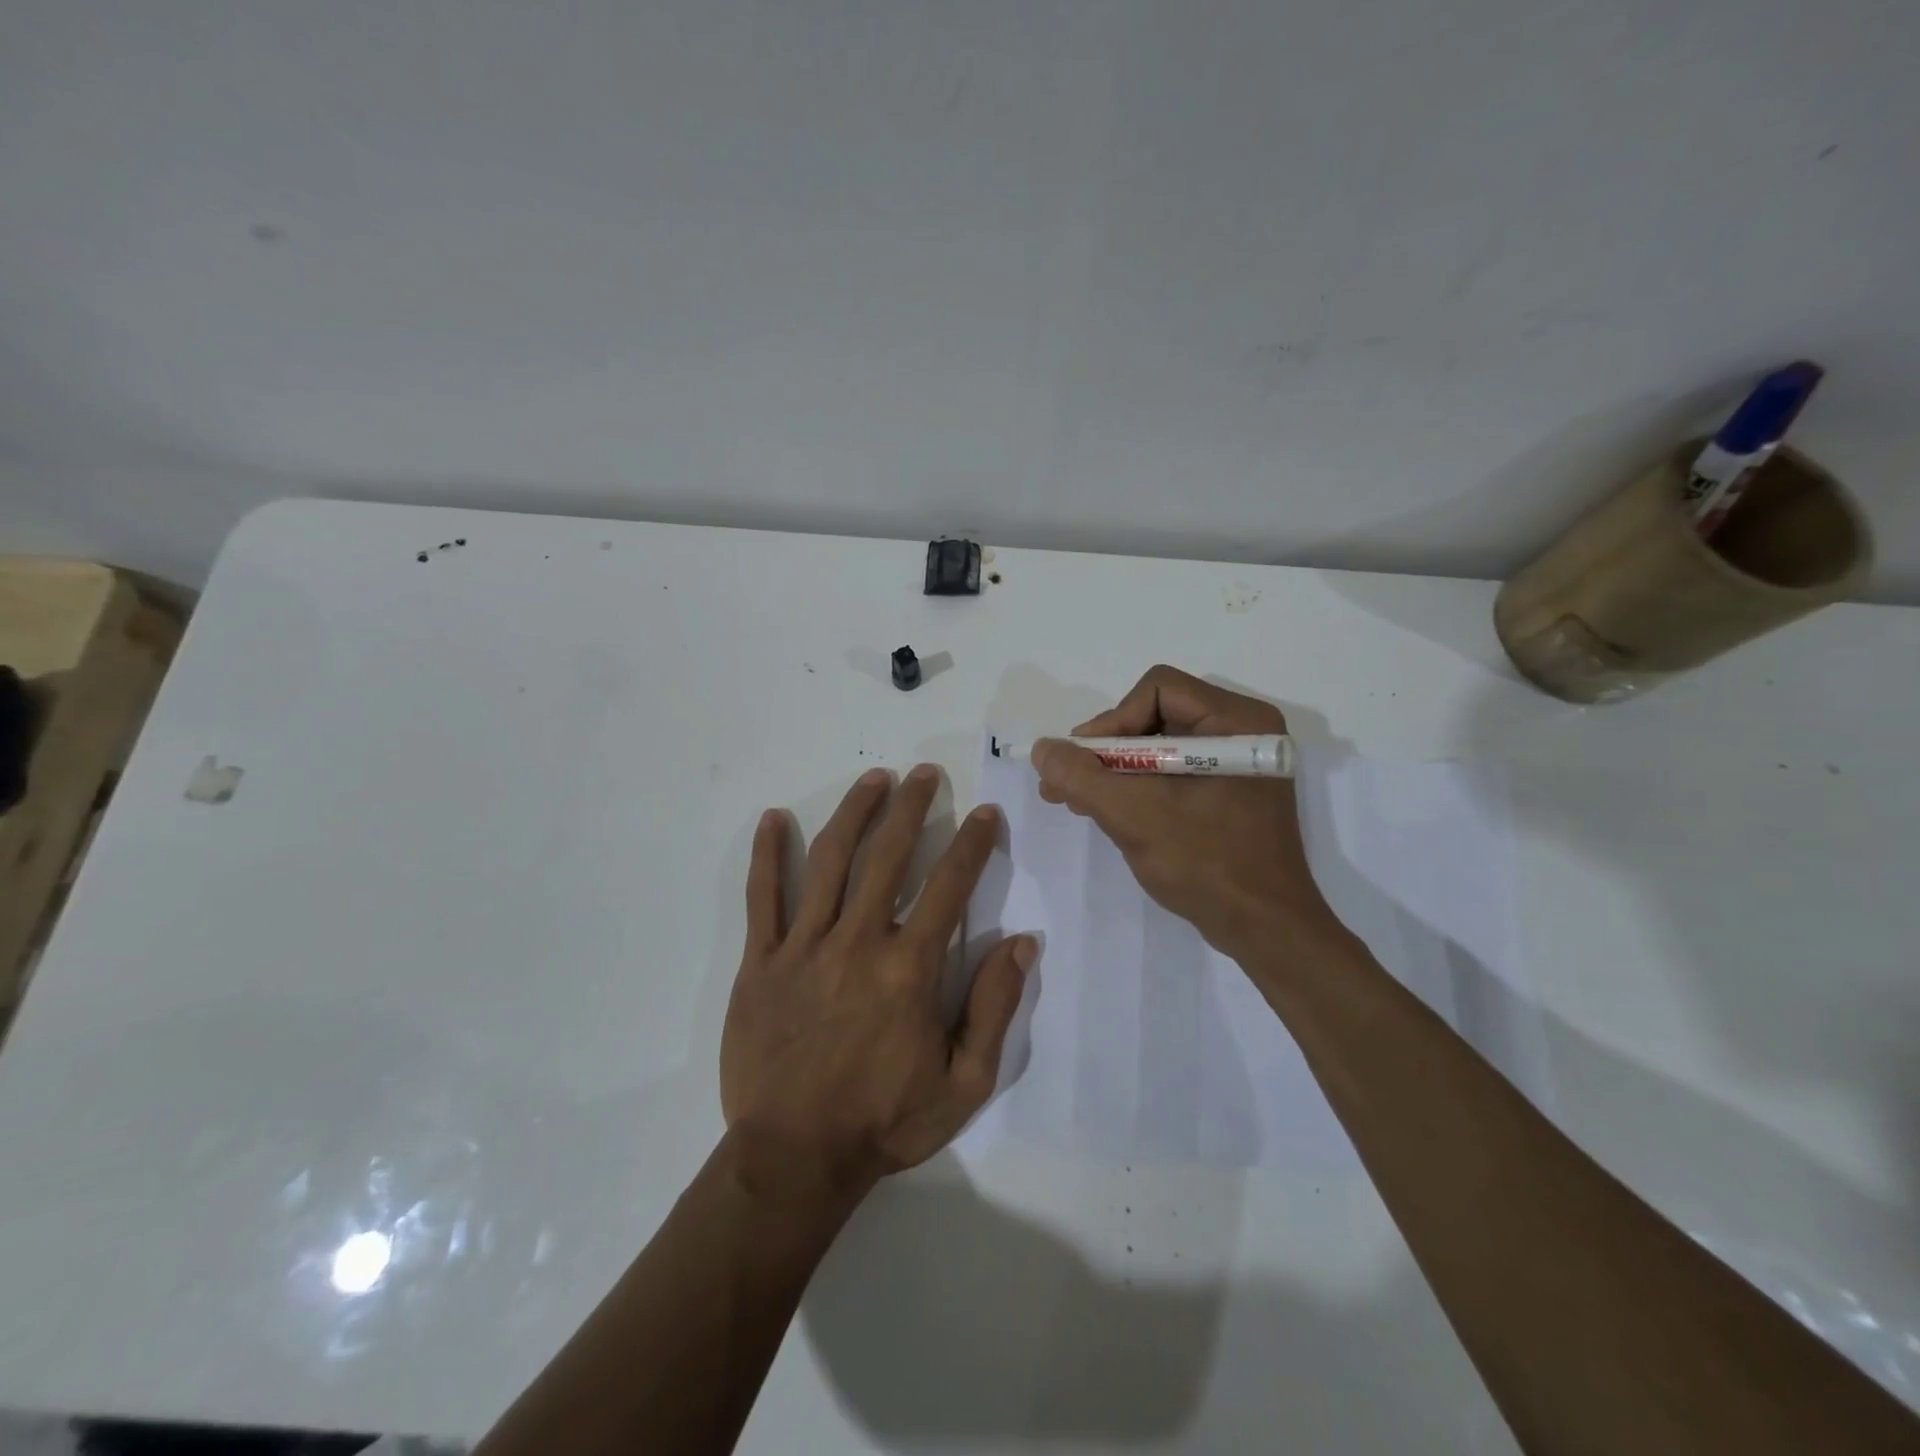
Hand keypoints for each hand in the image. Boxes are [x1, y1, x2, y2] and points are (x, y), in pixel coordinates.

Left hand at [721, 765, 1033, 1198]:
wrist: (795, 1159)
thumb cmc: (885, 1122)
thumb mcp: (964, 1081)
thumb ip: (995, 1007)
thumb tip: (1022, 942)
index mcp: (909, 969)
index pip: (949, 886)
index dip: (971, 844)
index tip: (985, 813)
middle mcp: (858, 942)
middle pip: (887, 857)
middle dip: (911, 808)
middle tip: (925, 774)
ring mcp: (804, 947)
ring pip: (830, 862)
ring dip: (854, 813)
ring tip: (874, 778)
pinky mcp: (760, 962)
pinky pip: (762, 898)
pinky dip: (768, 855)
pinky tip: (775, 818)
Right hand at [1032, 665, 1344, 961]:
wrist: (1265, 931)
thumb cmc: (1207, 864)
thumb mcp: (1135, 815)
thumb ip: (1082, 776)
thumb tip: (1042, 748)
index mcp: (1237, 721)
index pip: (1157, 690)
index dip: (1113, 720)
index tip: (1084, 763)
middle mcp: (1242, 731)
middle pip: (1155, 715)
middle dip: (1106, 750)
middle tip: (1068, 782)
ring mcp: (1237, 764)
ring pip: (1159, 746)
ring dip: (1114, 771)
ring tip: (1076, 799)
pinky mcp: (1229, 792)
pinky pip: (1172, 772)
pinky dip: (1137, 787)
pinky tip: (1105, 811)